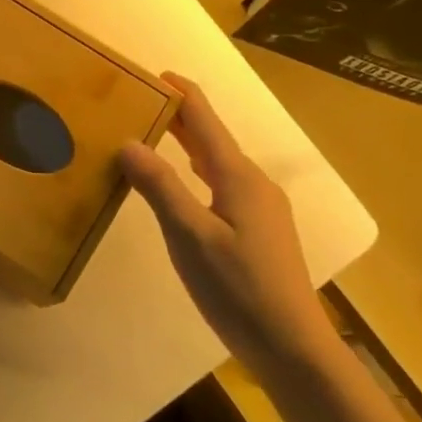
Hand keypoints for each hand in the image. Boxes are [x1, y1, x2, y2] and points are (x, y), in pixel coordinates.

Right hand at [120, 73, 334, 371]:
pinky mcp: (260, 229)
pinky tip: (186, 181)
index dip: (181, 94)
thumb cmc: (239, 289)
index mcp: (238, 177)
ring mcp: (261, 207)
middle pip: (212, 137)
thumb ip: (160, 187)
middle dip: (179, 116)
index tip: (153, 73)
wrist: (292, 348)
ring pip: (218, 161)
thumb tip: (128, 141)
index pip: (205, 120)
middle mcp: (253, 183)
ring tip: (155, 132)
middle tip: (141, 101)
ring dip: (188, 143)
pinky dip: (197, 170)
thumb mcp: (191, 237)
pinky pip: (223, 182)